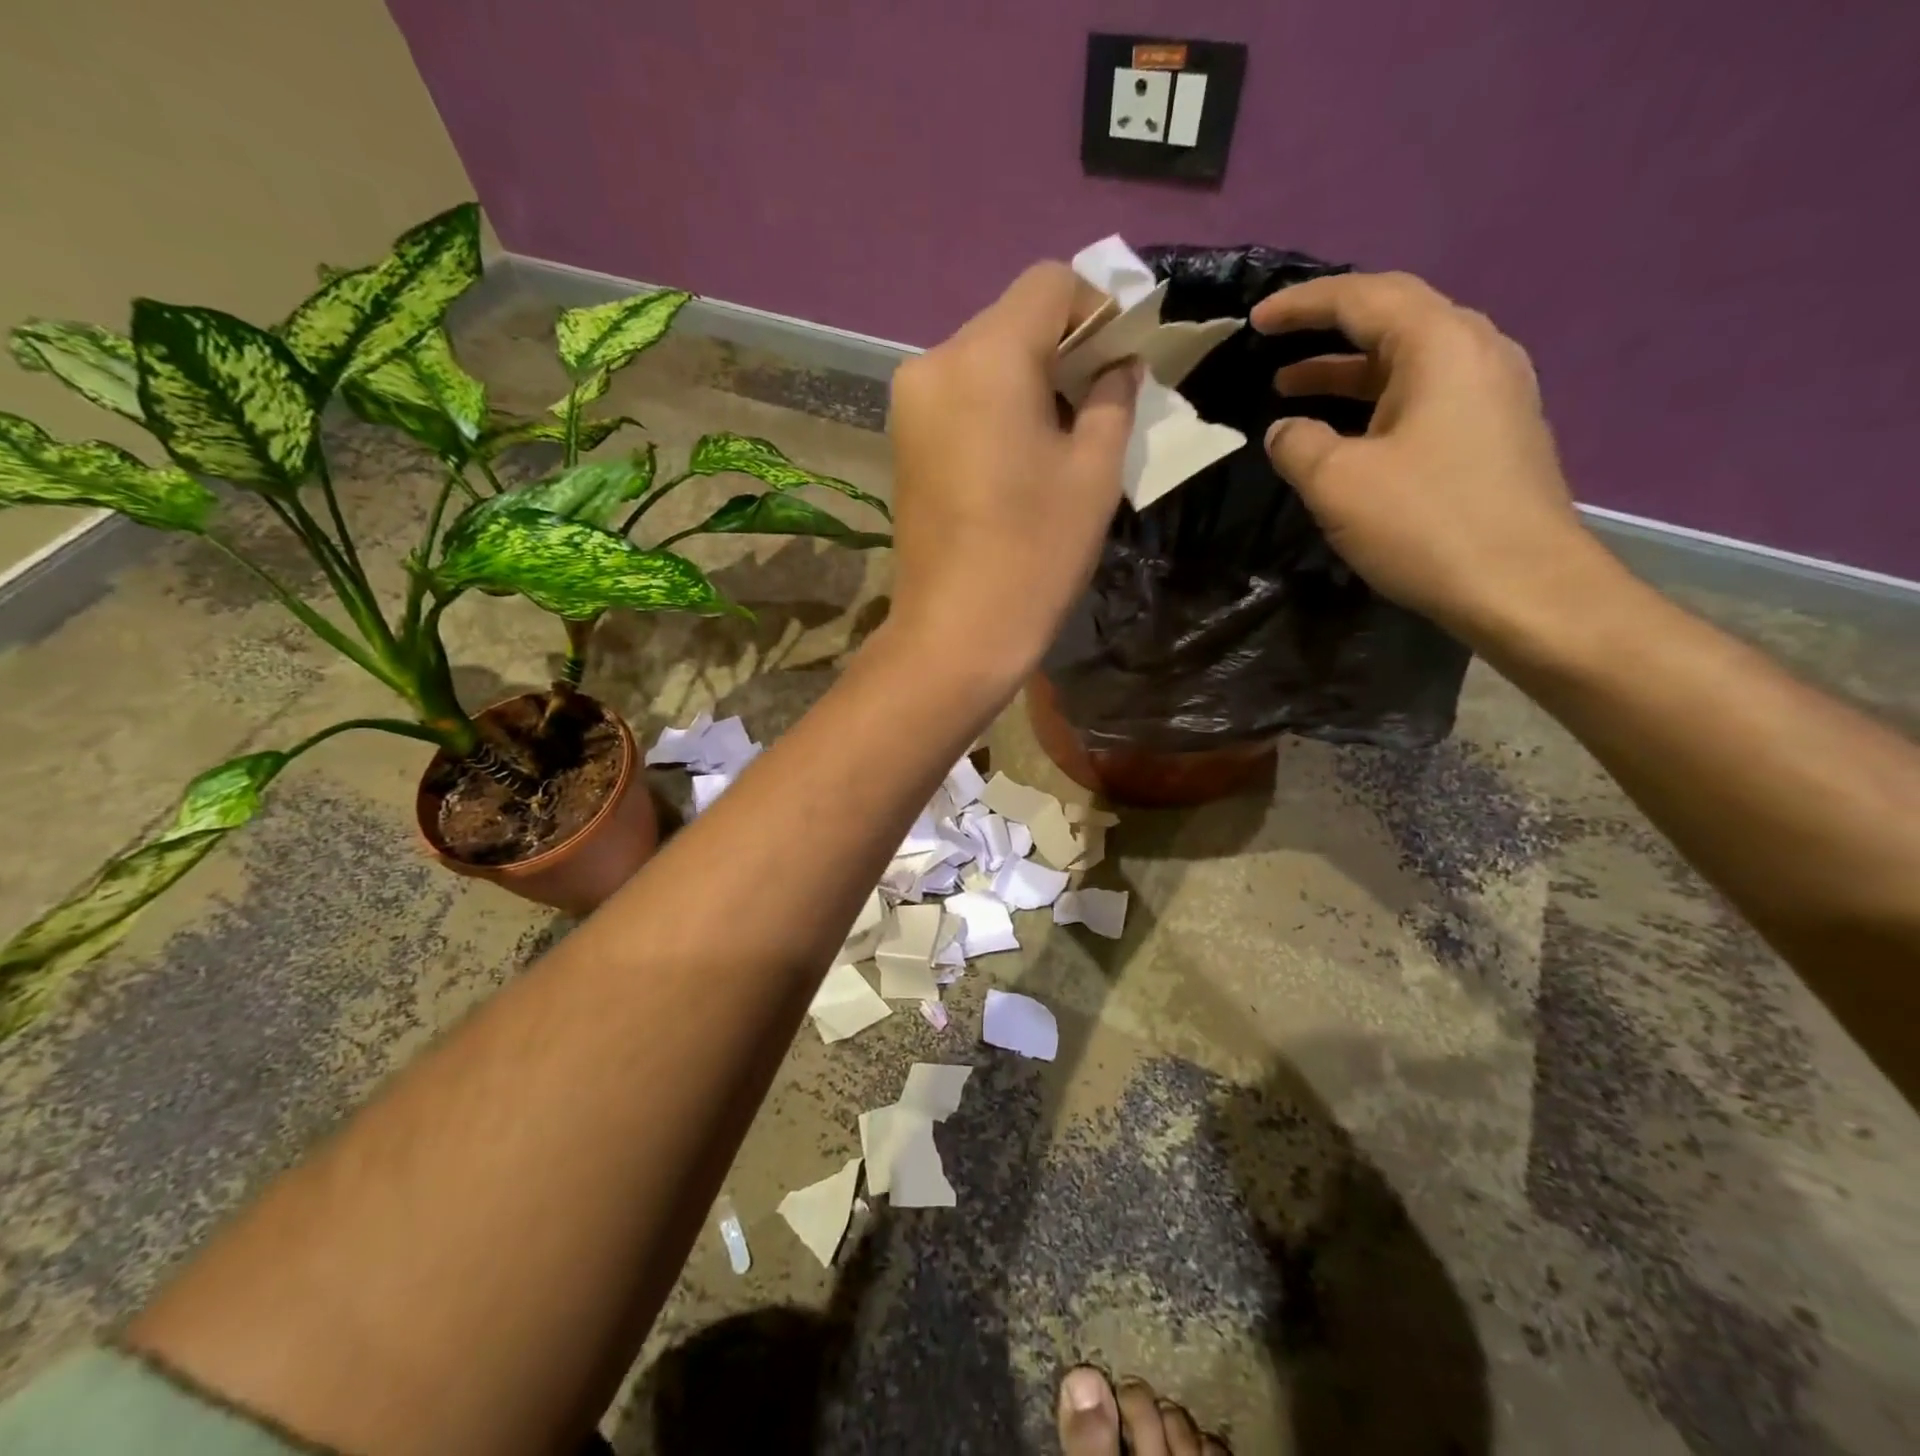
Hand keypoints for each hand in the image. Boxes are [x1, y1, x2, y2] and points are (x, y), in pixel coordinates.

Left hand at [885, 262, 1139, 683]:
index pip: (1049, 284)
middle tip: (1099, 403)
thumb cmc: (1034, 553)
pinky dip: (996, 406)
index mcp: (987, 356)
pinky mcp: (903, 441)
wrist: (955, 633)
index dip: (1097, 309)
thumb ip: (1112, 398)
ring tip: (1061, 438)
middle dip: (1063, 348)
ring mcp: (910, 404)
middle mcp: (935, 361)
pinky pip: (960, 397)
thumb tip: (1118, 364)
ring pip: (984, 359)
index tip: (1121, 361)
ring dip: (1029, 380)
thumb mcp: (1094, 472)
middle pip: (1012, 320)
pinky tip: (1018, 456)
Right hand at [1253, 271, 1614, 650]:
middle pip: (1393, 319)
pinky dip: (1374, 402)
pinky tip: (1345, 432)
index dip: (1303, 304)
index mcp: (1441, 345)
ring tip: (1292, 388)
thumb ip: (1297, 443)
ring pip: (1407, 362)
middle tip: (1273, 346)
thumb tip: (1285, 430)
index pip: (1364, 297)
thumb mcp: (1337, 482)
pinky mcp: (1493, 433)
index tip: (1255, 319)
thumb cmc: (1426, 523)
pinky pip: (1423, 396)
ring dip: (1347, 372)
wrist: (1523, 587)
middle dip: (1326, 331)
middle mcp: (1477, 352)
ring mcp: (1492, 393)